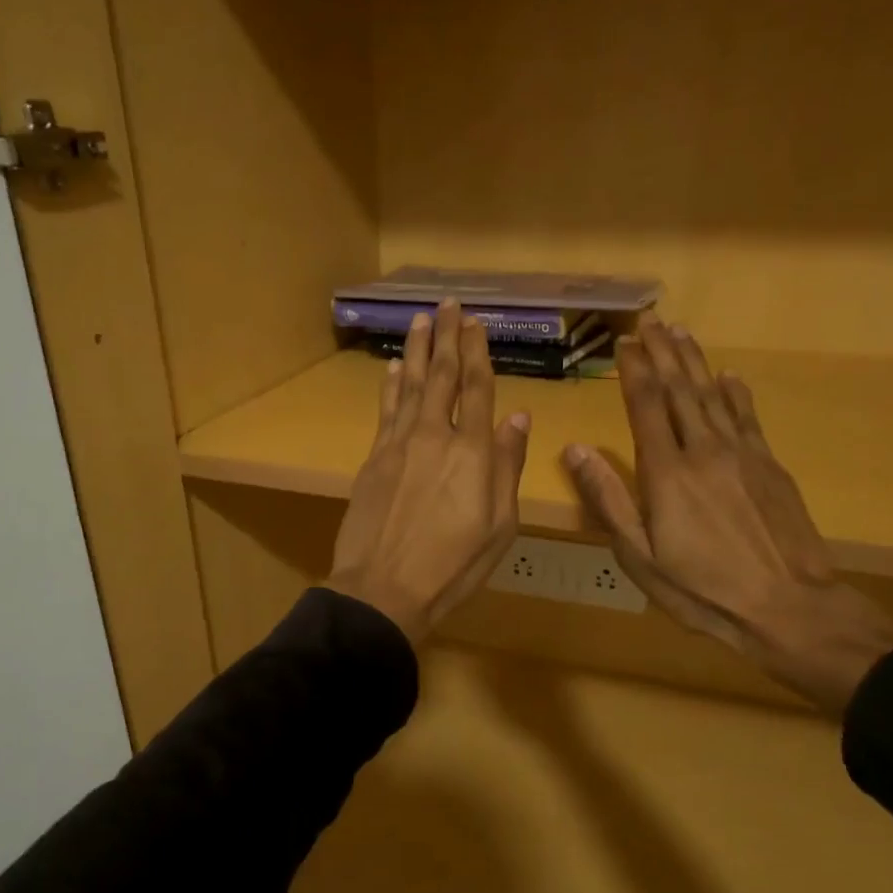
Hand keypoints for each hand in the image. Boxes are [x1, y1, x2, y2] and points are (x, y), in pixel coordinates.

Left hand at [327, 299, 531, 645]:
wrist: (384, 587)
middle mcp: (436, 436)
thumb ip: (508, 466)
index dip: (477, 352)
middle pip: (442, 376)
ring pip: (408, 385)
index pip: (478, 388)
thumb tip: (518, 417)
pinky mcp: (374, 458)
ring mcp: (400, 444)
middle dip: (446, 337)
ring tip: (420, 320)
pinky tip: (390, 369)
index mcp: (474, 451)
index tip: (475, 323)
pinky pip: (385, 411)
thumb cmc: (453, 564)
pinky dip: (389, 386)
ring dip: (415, 351)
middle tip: (448, 304)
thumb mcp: (499, 525)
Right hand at [562, 317, 892, 714]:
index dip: (634, 371)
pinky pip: (748, 418)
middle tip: (650, 320)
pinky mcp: (770, 467)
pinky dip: (735, 394)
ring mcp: (742, 455)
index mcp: (666, 472)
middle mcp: (703, 451)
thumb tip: (575, 449)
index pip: (645, 406)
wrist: (788, 606)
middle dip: (663, 352)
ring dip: (695, 362)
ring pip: (714, 396)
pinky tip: (728, 377)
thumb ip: (608, 499)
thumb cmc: (701, 589)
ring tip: (681, 333)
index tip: (624, 342)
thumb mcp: (639, 555)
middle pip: (680, 390)